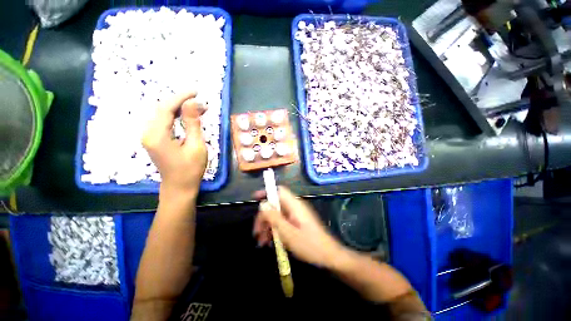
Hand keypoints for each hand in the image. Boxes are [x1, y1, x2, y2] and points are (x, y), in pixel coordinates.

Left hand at [142, 91, 206, 199]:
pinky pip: (164, 122)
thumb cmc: (190, 169)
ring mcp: (149, 136)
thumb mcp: (196, 146)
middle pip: (163, 109)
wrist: (179, 187)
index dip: (181, 97)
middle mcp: (148, 133)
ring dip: (181, 109)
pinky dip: (177, 116)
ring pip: (163, 115)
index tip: (196, 91)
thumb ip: (193, 123)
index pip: (166, 109)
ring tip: (198, 108)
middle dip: (182, 102)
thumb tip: (193, 102)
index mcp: (156, 135)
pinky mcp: (154, 139)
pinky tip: (188, 116)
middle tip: (200, 101)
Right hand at [253, 187, 346, 268]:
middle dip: (264, 217)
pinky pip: (283, 222)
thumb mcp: (288, 233)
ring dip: (268, 226)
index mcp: (294, 205)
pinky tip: (270, 242)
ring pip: (277, 215)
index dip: (267, 192)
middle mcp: (295, 207)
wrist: (329, 257)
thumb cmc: (310, 245)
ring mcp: (296, 215)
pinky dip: (275, 230)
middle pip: (275, 205)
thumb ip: (274, 217)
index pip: (279, 191)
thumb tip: (262, 203)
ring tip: (261, 242)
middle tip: (256, 233)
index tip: (255, 199)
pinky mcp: (297, 223)